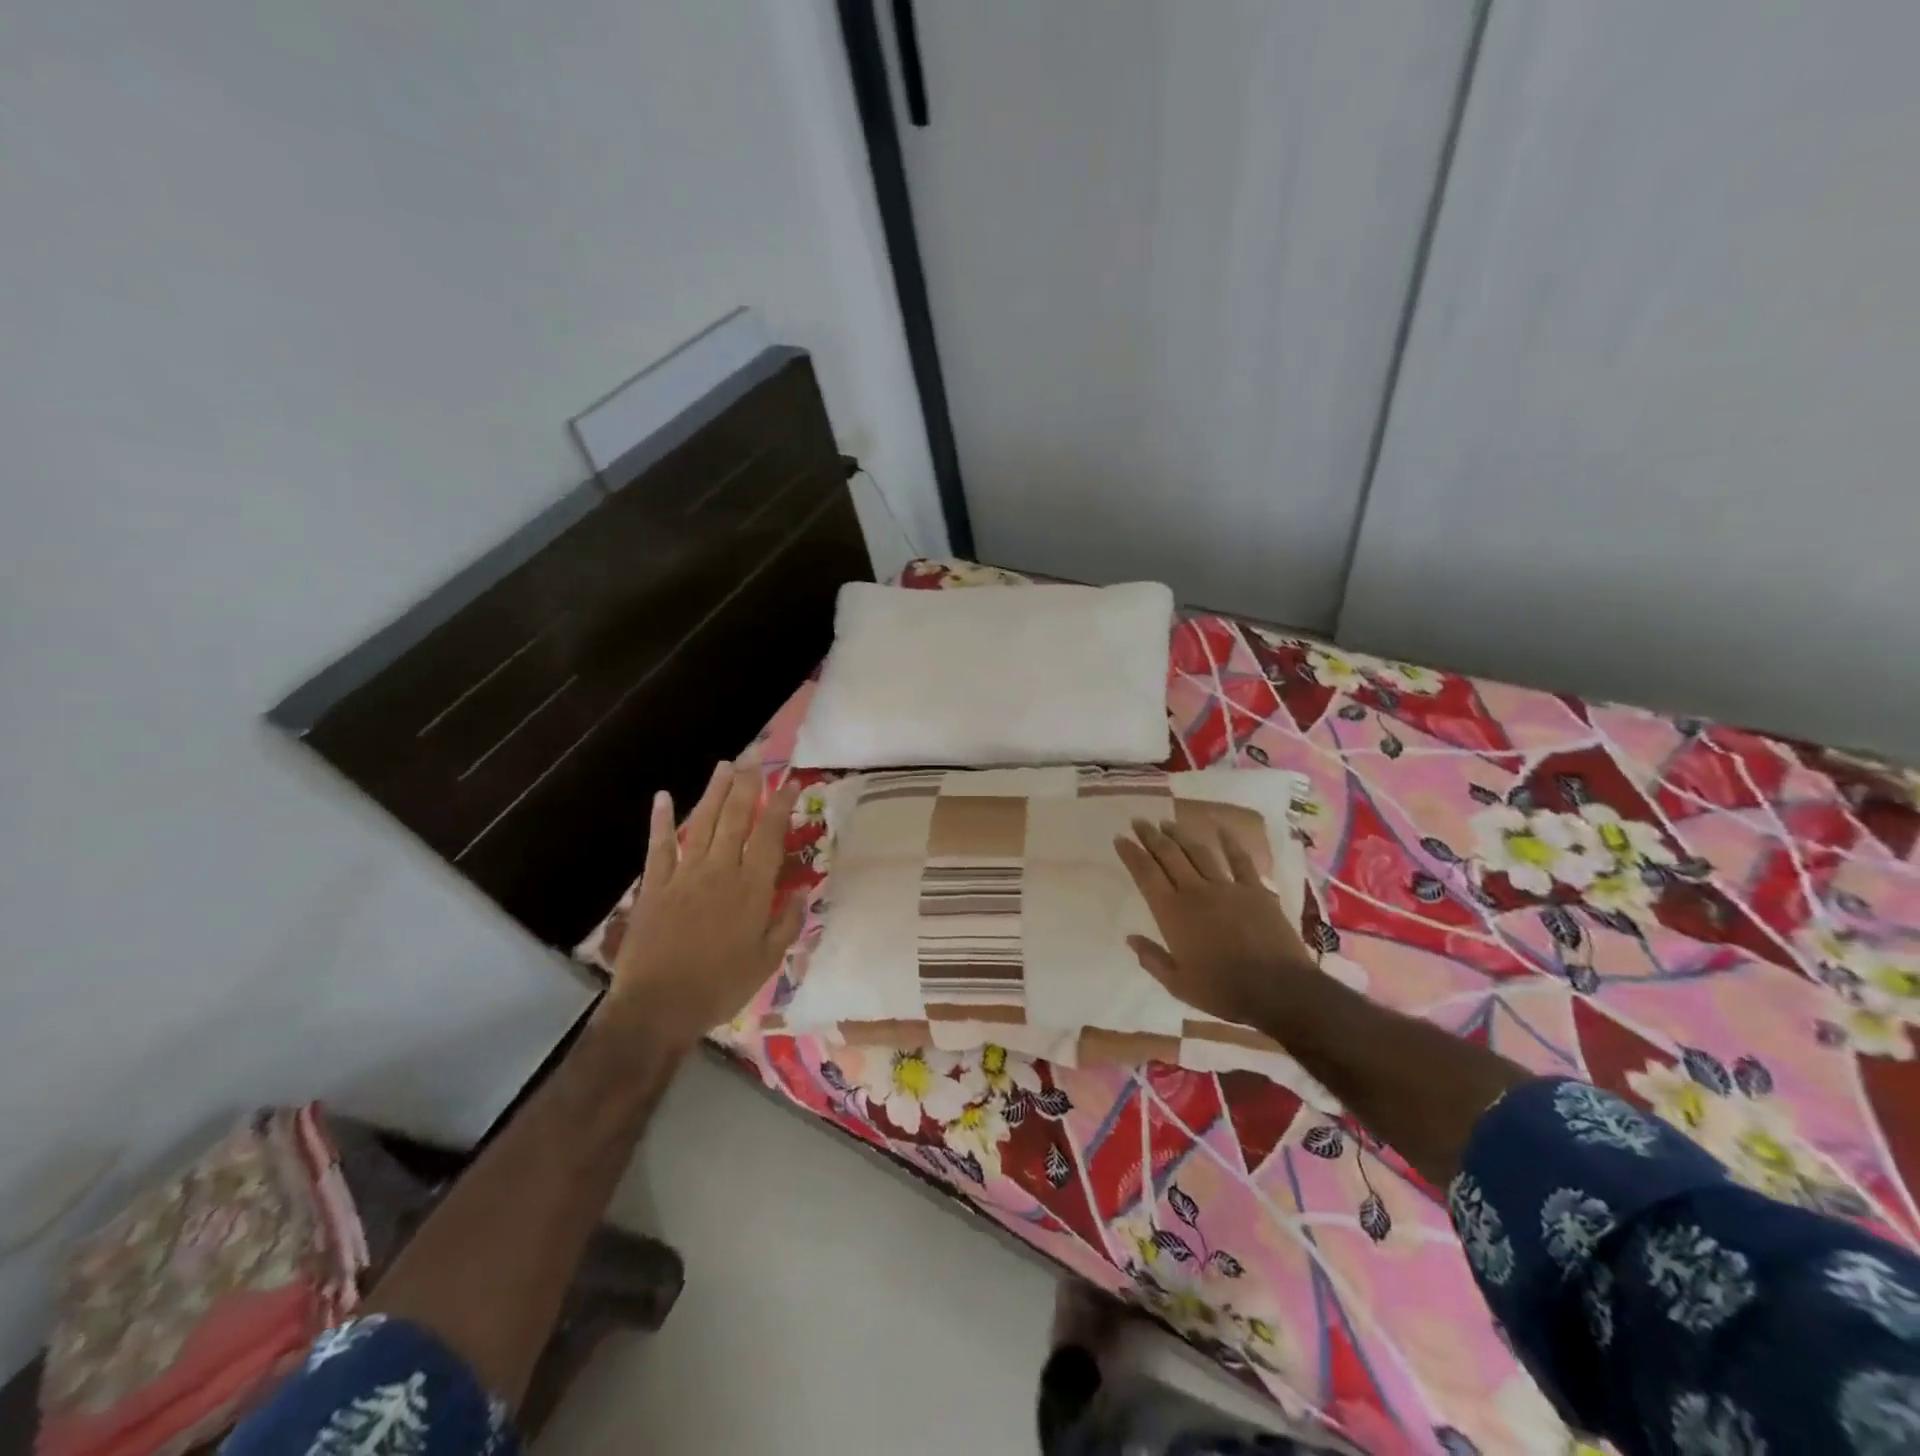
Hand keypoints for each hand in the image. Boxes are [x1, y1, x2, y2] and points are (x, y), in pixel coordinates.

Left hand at [605, 757, 802, 1049]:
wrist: (658, 1006)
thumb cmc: (720, 986)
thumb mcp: (767, 961)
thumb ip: (787, 923)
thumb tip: (804, 892)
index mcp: (752, 888)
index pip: (770, 835)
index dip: (781, 805)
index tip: (790, 783)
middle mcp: (720, 871)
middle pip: (736, 818)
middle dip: (748, 785)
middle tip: (756, 758)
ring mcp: (684, 875)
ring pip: (703, 823)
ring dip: (715, 792)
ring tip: (725, 765)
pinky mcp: (654, 886)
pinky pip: (659, 847)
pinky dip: (661, 821)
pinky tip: (664, 797)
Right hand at [1113, 819, 1320, 1030]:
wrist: (1278, 990)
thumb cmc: (1223, 991)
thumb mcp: (1178, 984)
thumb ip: (1152, 959)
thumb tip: (1131, 938)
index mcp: (1172, 913)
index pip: (1145, 874)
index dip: (1131, 853)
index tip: (1119, 838)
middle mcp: (1195, 892)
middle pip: (1168, 855)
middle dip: (1151, 836)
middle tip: (1138, 821)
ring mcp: (1227, 887)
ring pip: (1198, 852)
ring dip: (1180, 835)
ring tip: (1167, 823)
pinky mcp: (1255, 890)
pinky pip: (1239, 860)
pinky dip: (1229, 841)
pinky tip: (1219, 827)